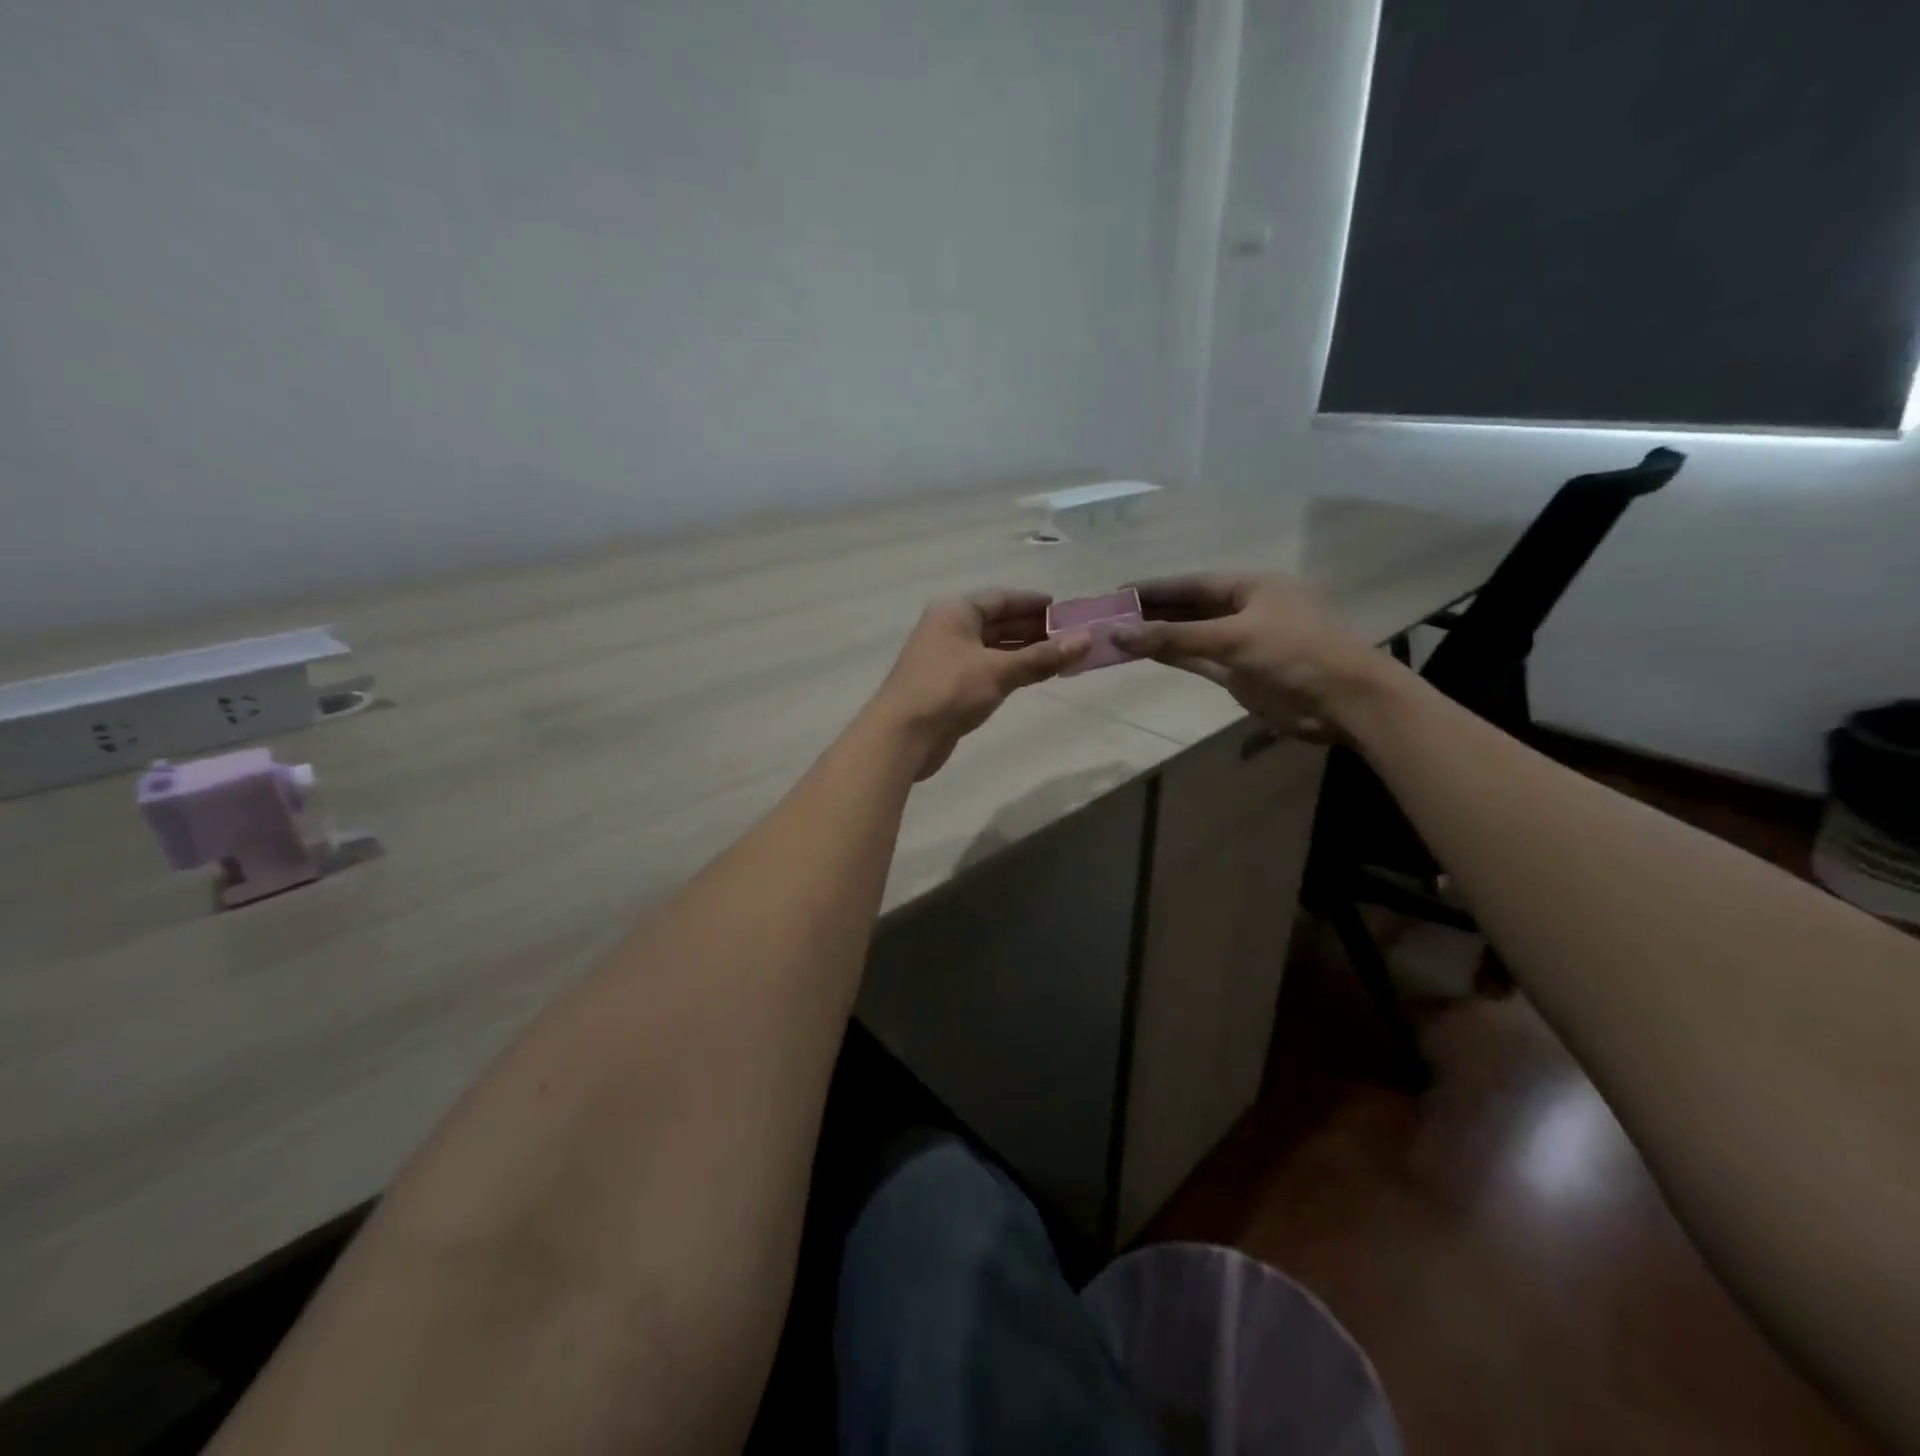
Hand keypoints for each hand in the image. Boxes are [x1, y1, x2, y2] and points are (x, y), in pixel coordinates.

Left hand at [872, 590, 1089, 779]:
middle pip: (996, 622)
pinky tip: (1031, 676)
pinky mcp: (947, 686)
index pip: (1000, 598)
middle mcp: (948, 629)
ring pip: (991, 648)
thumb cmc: (949, 690)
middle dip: (1032, 628)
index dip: (1031, 602)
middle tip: (1069, 635)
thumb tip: (1085, 640)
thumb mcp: (999, 670)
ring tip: (1059, 656)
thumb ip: (1042, 657)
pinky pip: (985, 669)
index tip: (1062, 608)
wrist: (903, 735)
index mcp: (955, 612)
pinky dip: (1009, 670)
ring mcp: (946, 659)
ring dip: (1023, 651)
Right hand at [1112, 573, 1381, 739]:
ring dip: (1159, 637)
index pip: (1192, 584)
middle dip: (1153, 613)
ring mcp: (1242, 643)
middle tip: (1109, 617)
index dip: (1155, 588)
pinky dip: (1175, 656)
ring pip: (1191, 636)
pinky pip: (1199, 660)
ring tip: (1118, 636)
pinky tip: (1146, 654)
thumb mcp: (1233, 638)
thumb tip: (1119, 633)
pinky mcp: (1240, 673)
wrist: (1344, 702)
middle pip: (1189, 608)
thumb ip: (1176, 636)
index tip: (1117, 592)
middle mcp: (1245, 610)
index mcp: (1251, 587)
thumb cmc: (1295, 654)